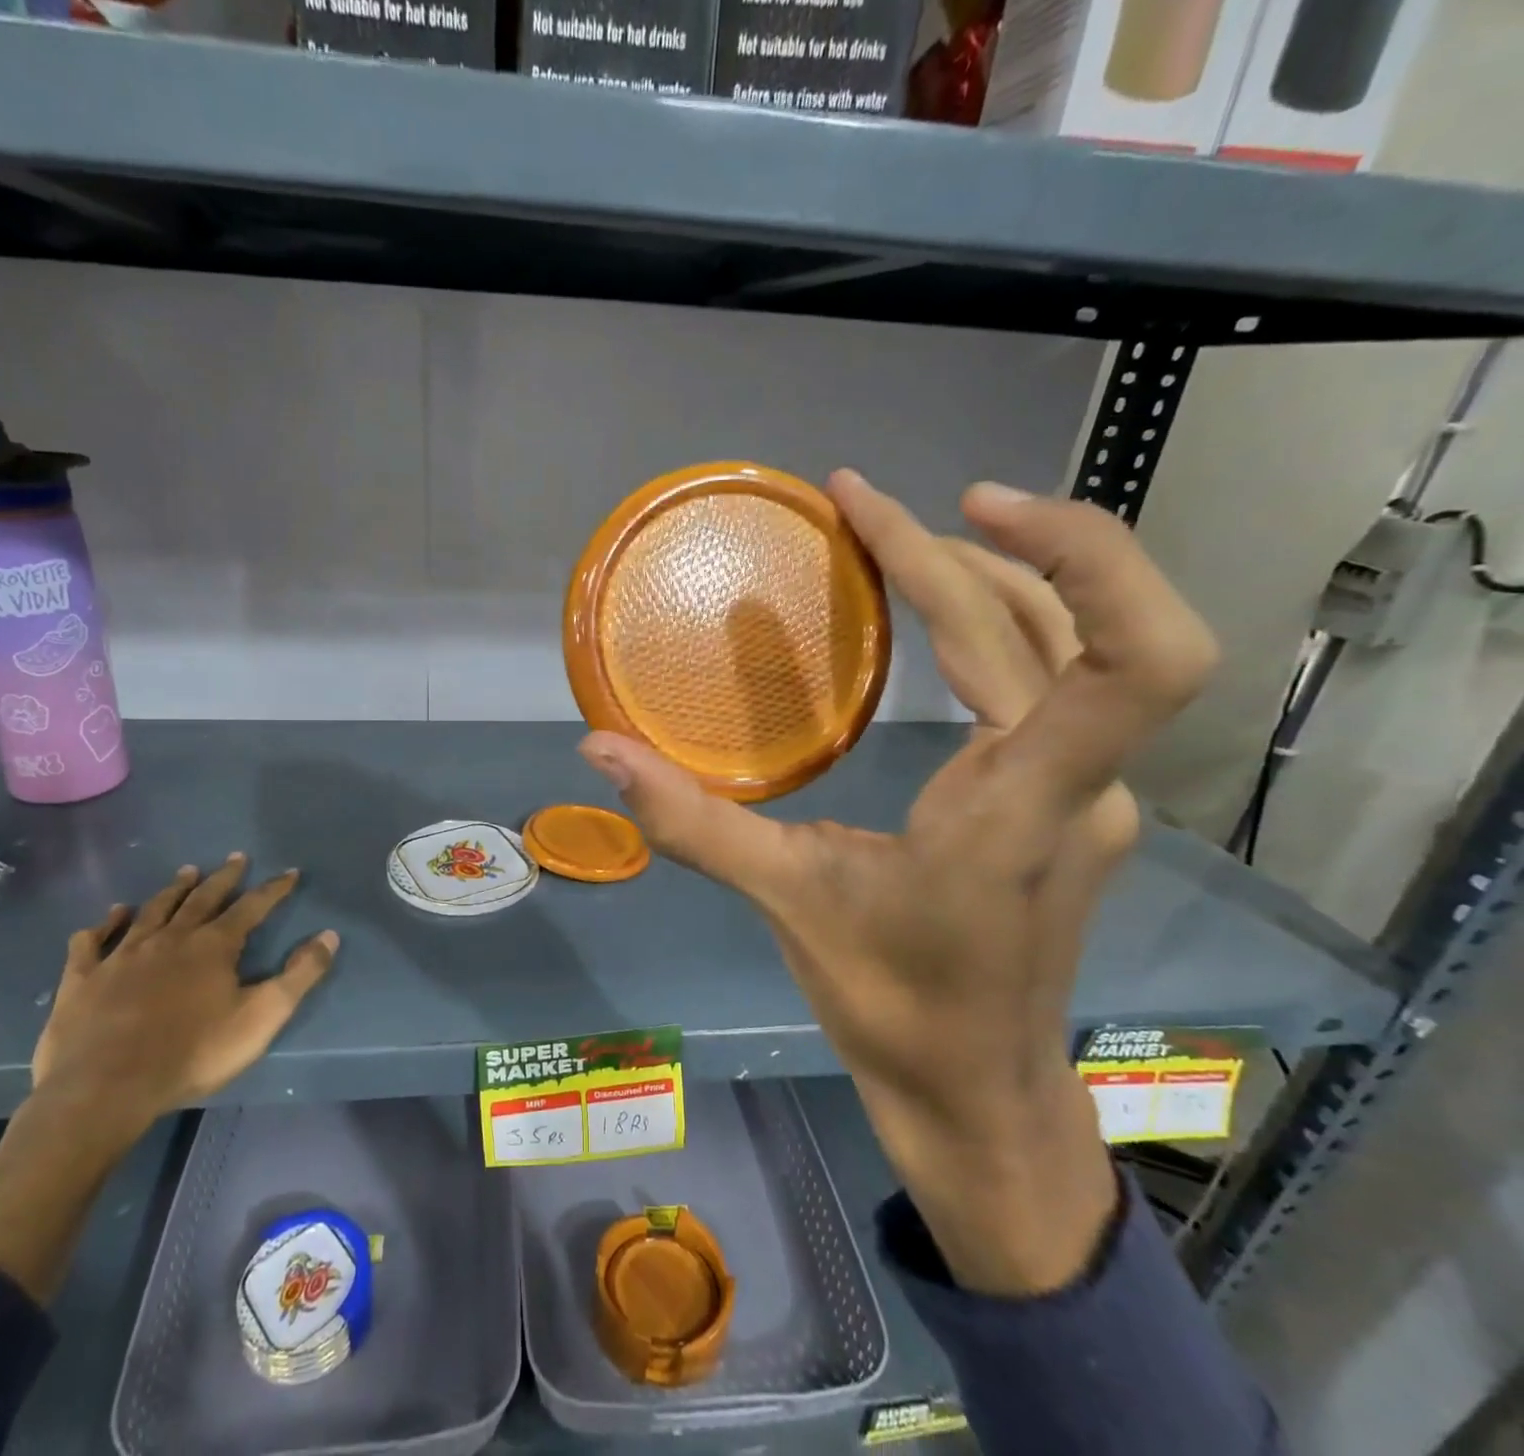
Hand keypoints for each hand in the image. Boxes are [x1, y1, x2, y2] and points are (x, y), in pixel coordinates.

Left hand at [31, 854, 339, 1139]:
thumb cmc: (193, 1053)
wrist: (105, 1088)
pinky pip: (92, 942)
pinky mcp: (83, 979)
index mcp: (213, 946)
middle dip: (223, 878)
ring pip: (152, 911)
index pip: (252, 907)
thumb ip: (299, 975)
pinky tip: (111, 915)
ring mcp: (122, 955)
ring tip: (186, 872)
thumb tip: (329, 936)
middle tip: (235, 858)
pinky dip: (104, 924)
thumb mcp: (262, 1016)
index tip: (289, 873)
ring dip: (172, 890)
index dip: (274, 889)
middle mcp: (169, 939)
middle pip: (202, 899)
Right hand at [580, 472, 1216, 1293]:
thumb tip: (598, 748)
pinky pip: (1050, 681)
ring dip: (984, 574)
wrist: (975, 1091)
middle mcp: (1079, 785)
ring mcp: (1084, 791)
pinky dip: (994, 621)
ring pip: (1062, 646)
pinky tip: (931, 612)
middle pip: (1057, 626)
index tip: (958, 506)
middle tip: (859, 505)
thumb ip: (690, 821)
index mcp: (1023, 810)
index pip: (1131, 660)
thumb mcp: (786, 903)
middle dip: (960, 547)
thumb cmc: (891, 1006)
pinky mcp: (1068, 798)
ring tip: (890, 538)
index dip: (1080, 556)